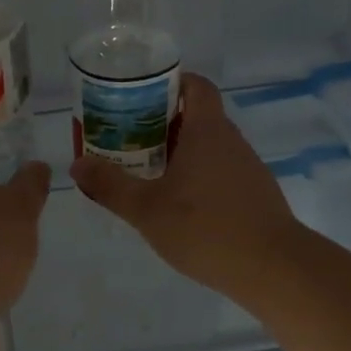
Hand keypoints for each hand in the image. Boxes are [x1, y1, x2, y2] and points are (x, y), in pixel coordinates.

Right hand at [70, 74, 298, 299]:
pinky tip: (177, 205)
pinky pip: (219, 172)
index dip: (171, 82)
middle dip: (162, 122)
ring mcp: (247, 168)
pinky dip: (196, 177)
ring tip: (146, 172)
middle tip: (128, 138)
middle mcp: (230, 141)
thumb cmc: (205, 228)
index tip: (140, 95)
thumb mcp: (146, 209)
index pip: (196, 86)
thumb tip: (78, 165)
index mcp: (207, 131)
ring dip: (178, 153)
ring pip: (208, 147)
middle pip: (197, 116)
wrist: (273, 268)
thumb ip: (110, 186)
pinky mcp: (253, 195)